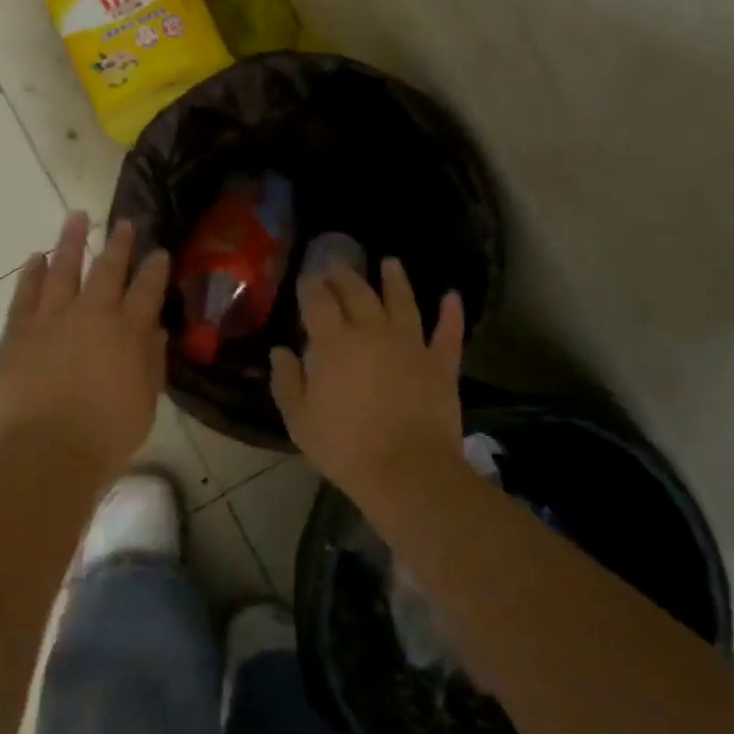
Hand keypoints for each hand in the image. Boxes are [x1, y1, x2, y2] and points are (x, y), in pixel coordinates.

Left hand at [0, 213, 170, 479]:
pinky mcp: (19, 330)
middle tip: (123, 222)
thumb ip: (152, 361)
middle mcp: (92, 314)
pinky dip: (31, 272)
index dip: (154, 268)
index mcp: (128, 331)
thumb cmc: (107, 434)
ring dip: (71, 241)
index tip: (158, 251)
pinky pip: (25, 292)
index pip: (147, 290)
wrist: (47, 450)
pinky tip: (36, 256)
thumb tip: (156, 330)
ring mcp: (52, 318)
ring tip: (76, 216)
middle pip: (107, 269)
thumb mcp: (146, 401)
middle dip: (118, 243)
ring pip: (63, 268)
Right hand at [270, 258, 465, 496]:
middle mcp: (373, 332)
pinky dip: (451, 313)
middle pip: (358, 292)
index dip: (310, 285)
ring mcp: (411, 345)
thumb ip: (287, 380)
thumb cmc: (345, 447)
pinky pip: (447, 333)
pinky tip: (451, 296)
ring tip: (390, 262)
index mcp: (335, 342)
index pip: (318, 301)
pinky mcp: (441, 364)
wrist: (408, 471)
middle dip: (345, 275)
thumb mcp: (300, 419)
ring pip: (403, 301)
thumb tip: (281, 351)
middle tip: (337, 264)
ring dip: (395, 279)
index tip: (306, 277)